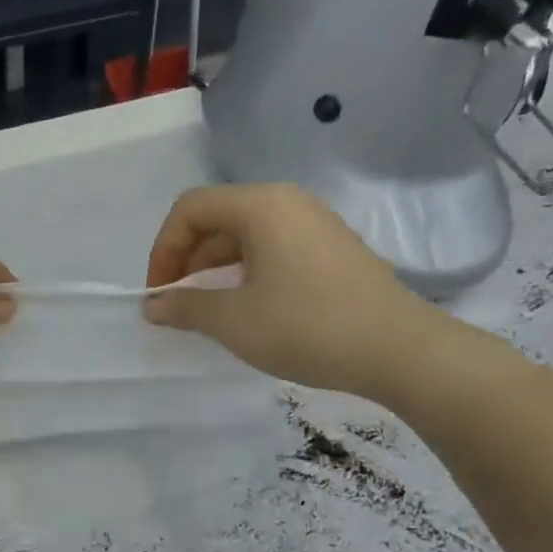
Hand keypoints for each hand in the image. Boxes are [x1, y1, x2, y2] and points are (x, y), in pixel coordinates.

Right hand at [142, 183, 447, 401]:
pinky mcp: (331, 248)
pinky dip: (246, 271)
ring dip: (215, 268)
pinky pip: (273, 247)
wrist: (399, 349)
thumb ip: (186, 308)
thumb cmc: (307, 327)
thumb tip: (153, 306)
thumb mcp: (234, 321)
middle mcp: (287, 202)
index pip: (190, 209)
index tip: (159, 294)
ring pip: (245, 234)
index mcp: (261, 205)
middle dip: (187, 259)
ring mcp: (314, 223)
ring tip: (207, 309)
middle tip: (177, 304)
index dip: (163, 249)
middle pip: (217, 217)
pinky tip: (248, 307)